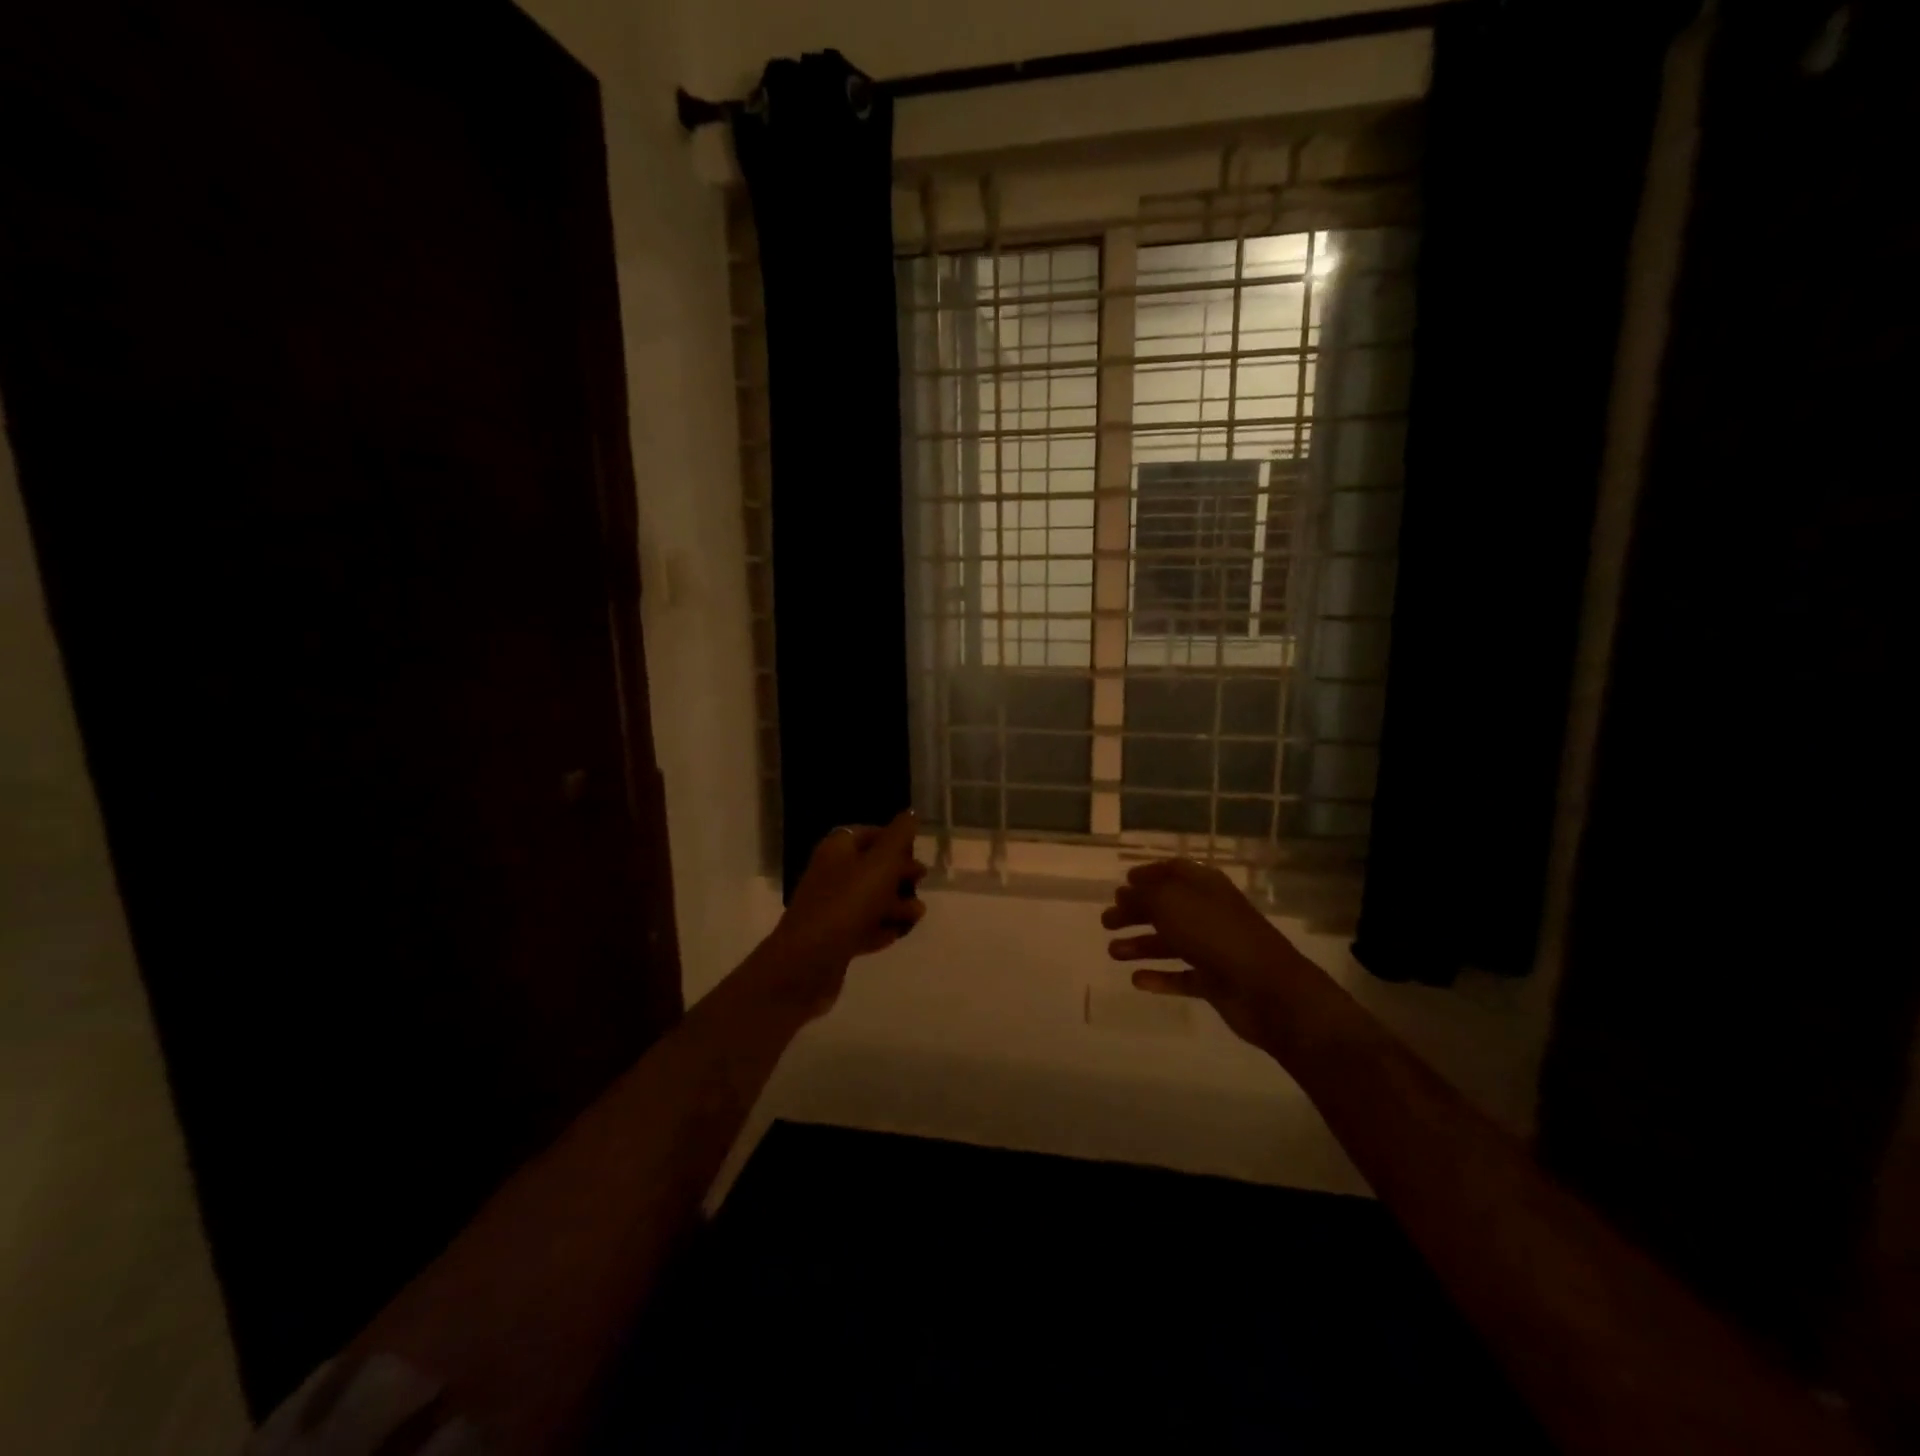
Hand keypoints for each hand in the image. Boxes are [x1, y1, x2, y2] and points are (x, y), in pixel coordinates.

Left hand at [765, 811, 926, 1013]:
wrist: (808, 960)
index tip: (916, 852)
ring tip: (914, 916)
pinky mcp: (834, 936)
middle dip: (900, 874)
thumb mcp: (881, 863)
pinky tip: (896, 935)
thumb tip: (910, 812)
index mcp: (838, 848)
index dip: (894, 840)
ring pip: (871, 899)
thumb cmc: (848, 902)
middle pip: (873, 867)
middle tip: (920, 881)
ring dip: (896, 905)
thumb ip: (899, 836)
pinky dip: (881, 928)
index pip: (869, 833)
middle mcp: (832, 872)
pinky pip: (863, 926)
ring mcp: (831, 906)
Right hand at [1102, 859, 1315, 1046]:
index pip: (1175, 871)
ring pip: (1172, 942)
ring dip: (1141, 944)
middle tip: (1106, 921)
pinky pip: (1182, 976)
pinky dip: (1160, 977)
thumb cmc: (1216, 935)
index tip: (1123, 883)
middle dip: (1136, 912)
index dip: (1149, 874)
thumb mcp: (1170, 903)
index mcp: (1205, 886)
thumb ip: (1143, 895)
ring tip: (1113, 952)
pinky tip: (1137, 980)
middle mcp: (1210, 913)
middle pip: (1167, 907)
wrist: (1268, 990)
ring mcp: (1215, 948)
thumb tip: (1125, 893)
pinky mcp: (1216, 982)